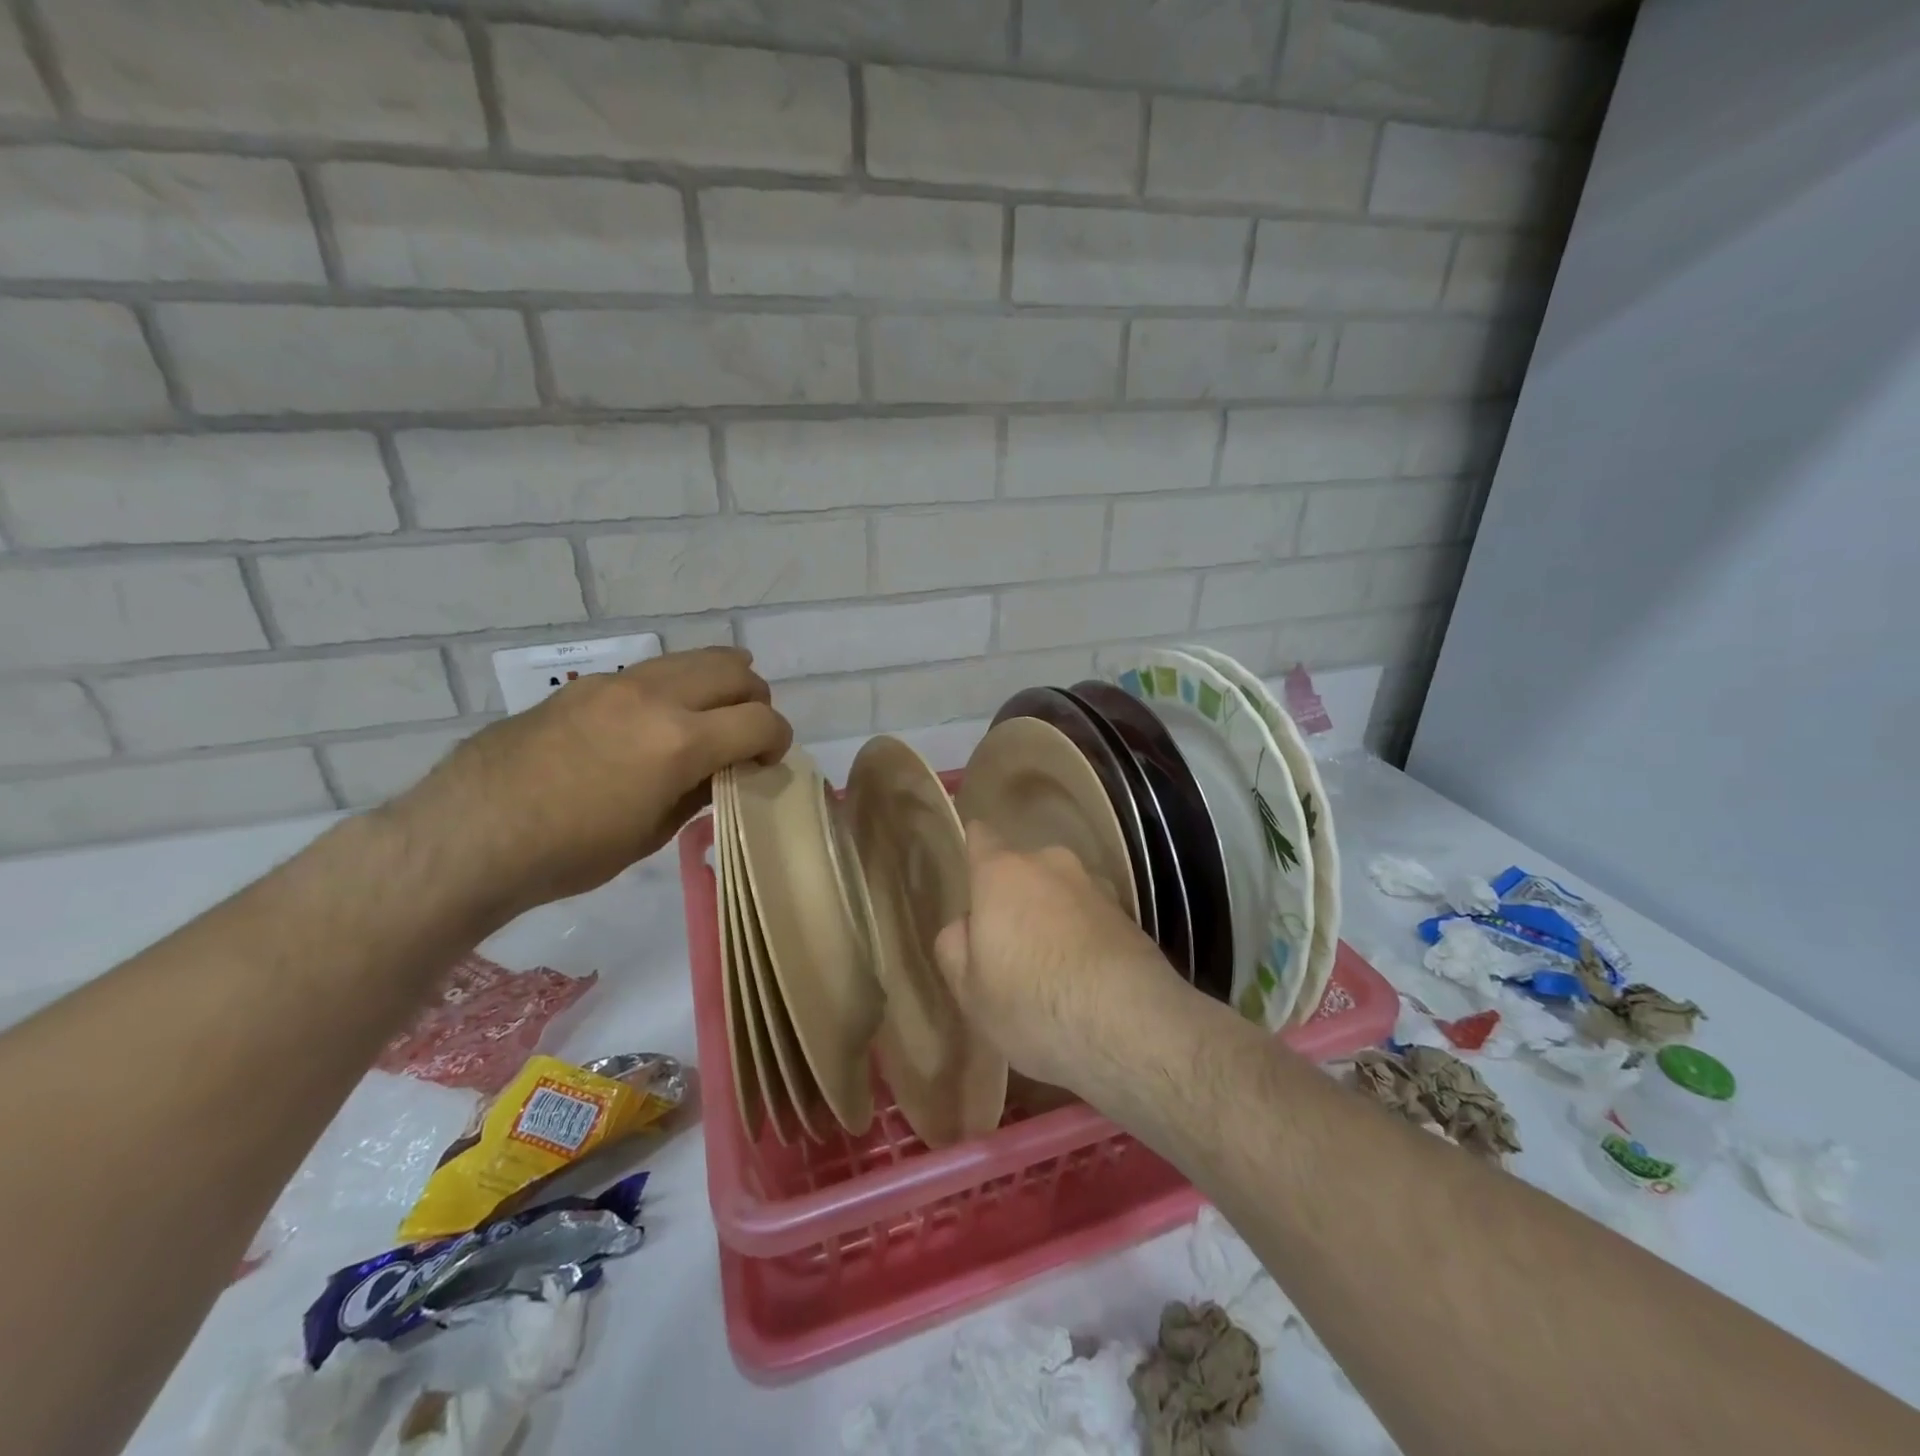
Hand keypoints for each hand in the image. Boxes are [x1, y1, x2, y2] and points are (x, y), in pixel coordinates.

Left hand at [388, 647, 790, 918]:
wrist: (472, 835)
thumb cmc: (570, 852)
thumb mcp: (652, 833)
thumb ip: (699, 791)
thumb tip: (722, 771)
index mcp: (681, 741)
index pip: (761, 720)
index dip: (778, 740)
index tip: (767, 762)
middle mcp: (656, 697)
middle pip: (735, 672)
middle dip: (756, 700)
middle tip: (746, 735)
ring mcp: (617, 683)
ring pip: (693, 658)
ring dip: (718, 683)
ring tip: (711, 716)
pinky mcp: (586, 685)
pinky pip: (651, 670)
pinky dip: (675, 687)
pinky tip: (656, 721)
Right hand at [933, 822, 1189, 1096]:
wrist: (1129, 1025)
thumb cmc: (1031, 1003)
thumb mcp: (968, 990)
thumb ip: (955, 946)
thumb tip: (968, 924)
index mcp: (1002, 873)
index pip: (981, 837)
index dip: (974, 848)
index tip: (972, 871)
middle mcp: (1050, 864)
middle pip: (1024, 868)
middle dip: (1017, 896)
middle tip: (1011, 943)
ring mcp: (1096, 886)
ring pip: (1062, 892)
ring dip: (1055, 916)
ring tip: (1053, 967)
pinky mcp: (1131, 915)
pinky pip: (1092, 917)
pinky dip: (1085, 937)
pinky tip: (1086, 979)